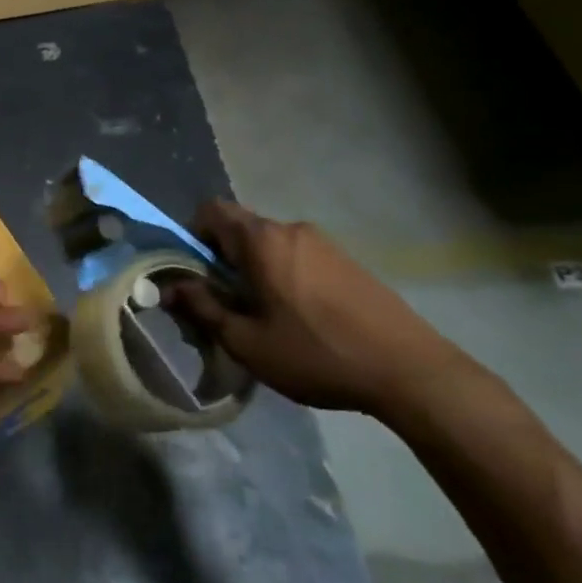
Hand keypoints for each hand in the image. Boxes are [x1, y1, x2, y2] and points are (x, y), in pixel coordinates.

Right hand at [164, 200, 473, 420]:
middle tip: (227, 303)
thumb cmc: (316, 353)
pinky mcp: (348, 261)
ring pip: (270, 246)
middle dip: (223, 259)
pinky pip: (298, 257)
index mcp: (261, 240)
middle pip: (240, 229)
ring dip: (255, 270)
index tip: (197, 275)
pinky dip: (285, 276)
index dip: (192, 237)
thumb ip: (203, 308)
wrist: (410, 371)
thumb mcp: (247, 341)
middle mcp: (290, 229)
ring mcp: (324, 243)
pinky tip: (301, 319)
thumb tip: (171, 288)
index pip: (210, 211)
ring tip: (265, 317)